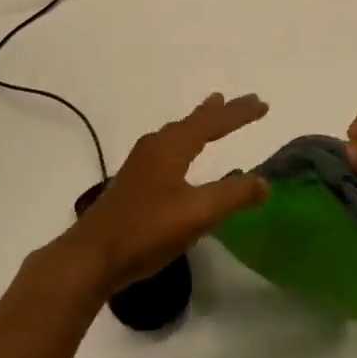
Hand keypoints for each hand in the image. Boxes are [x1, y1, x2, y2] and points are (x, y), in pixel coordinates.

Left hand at [52, 93, 271, 296]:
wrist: (92, 256)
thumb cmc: (147, 230)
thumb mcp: (197, 213)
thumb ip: (233, 196)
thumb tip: (265, 182)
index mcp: (172, 146)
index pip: (213, 122)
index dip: (239, 114)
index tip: (263, 104)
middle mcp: (156, 146)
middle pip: (194, 121)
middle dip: (221, 112)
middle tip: (243, 101)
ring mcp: (142, 162)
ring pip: (178, 133)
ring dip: (200, 123)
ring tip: (213, 113)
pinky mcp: (134, 180)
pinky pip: (168, 147)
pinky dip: (186, 140)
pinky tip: (182, 154)